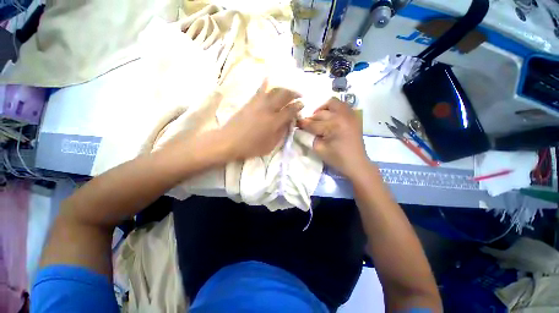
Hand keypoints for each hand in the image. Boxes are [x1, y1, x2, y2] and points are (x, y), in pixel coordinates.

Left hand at [222, 79, 301, 159]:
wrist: (229, 141)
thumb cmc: (251, 147)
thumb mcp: (270, 145)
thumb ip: (281, 133)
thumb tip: (288, 123)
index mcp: (274, 122)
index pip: (290, 110)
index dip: (298, 106)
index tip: (302, 104)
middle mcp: (268, 109)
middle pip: (284, 95)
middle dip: (294, 93)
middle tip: (299, 95)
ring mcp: (258, 103)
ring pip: (274, 90)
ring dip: (284, 88)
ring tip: (288, 90)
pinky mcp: (250, 102)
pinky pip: (260, 90)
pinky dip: (266, 84)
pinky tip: (269, 80)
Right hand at [298, 98, 369, 178]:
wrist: (356, 163)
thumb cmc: (337, 158)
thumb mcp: (318, 149)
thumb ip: (308, 137)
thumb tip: (301, 128)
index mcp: (333, 125)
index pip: (313, 123)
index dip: (302, 124)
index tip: (295, 123)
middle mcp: (342, 116)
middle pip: (320, 113)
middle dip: (311, 118)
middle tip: (306, 125)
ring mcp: (350, 114)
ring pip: (332, 103)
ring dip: (322, 109)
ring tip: (318, 118)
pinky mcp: (353, 116)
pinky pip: (342, 105)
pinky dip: (333, 108)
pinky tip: (329, 116)